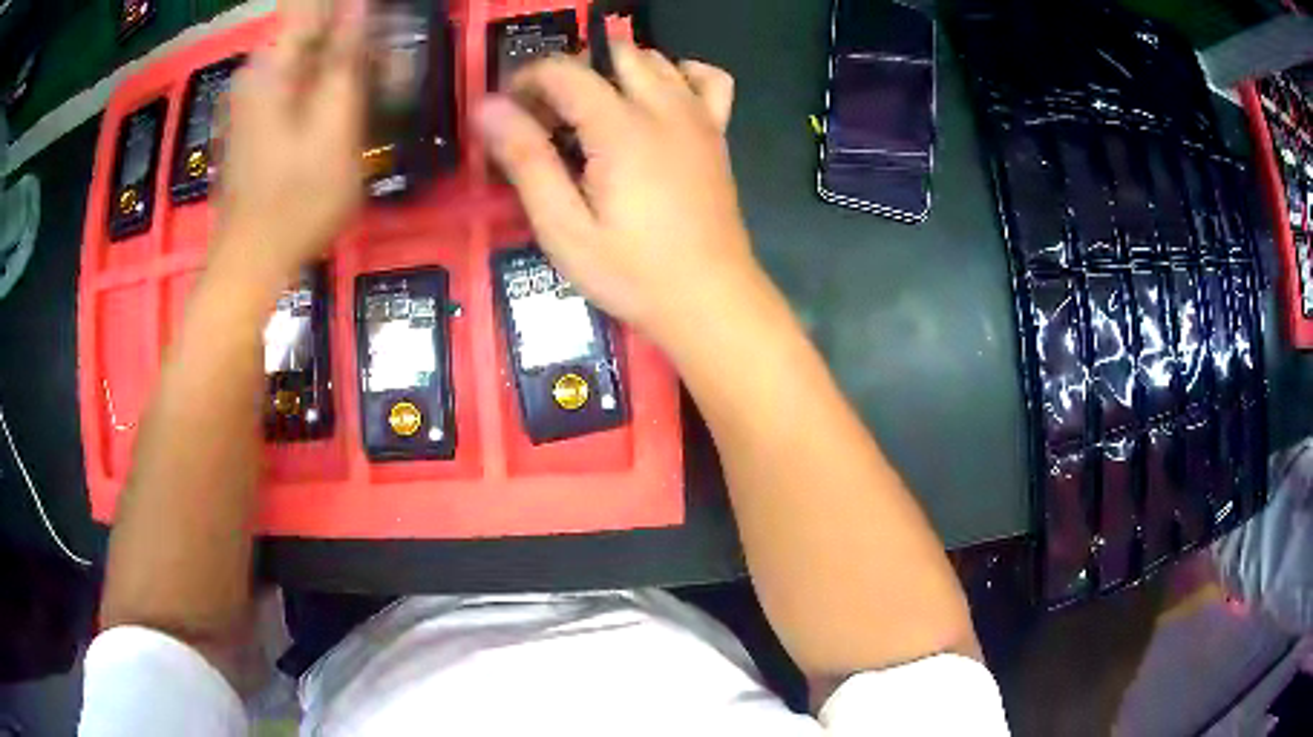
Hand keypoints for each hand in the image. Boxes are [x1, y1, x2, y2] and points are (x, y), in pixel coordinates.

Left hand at [211, 0, 363, 289]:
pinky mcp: (252, 122)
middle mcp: (255, 73)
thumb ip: (346, 61)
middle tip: (386, 67)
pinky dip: (321, 88)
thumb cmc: (297, 201)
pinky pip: (292, 86)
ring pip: (304, 60)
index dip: (349, 13)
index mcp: (271, 66)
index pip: (313, 9)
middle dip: (352, 40)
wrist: (250, 264)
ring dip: (340, 65)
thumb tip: (362, 6)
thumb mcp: (334, 128)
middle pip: (311, 32)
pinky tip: (342, 111)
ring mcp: (249, 100)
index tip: (384, 22)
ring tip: (373, 89)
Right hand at [477, 46, 759, 349]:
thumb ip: (526, 160)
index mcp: (620, 128)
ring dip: (617, 71)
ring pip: (656, 60)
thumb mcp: (563, 228)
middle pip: (611, 54)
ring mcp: (698, 117)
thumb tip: (488, 108)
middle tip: (551, 120)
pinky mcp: (718, 134)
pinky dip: (679, 75)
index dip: (527, 80)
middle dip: (572, 73)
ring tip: (595, 115)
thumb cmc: (632, 273)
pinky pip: (707, 79)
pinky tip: (659, 102)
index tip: (510, 113)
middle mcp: (663, 108)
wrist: (711, 300)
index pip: (564, 71)